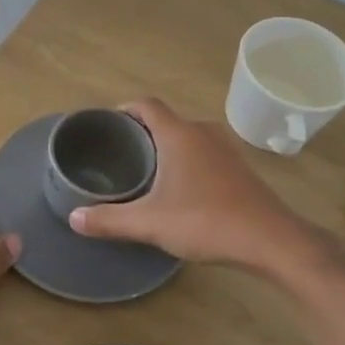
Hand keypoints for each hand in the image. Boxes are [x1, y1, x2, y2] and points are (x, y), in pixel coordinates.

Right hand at [67, 98, 322, 271]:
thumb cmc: (206, 221)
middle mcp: (203, 132)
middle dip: (141, 132)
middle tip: (118, 154)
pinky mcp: (239, 168)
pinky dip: (186, 160)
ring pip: (187, 137)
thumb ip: (109, 220)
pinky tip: (179, 188)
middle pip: (166, 120)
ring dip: (166, 147)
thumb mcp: (150, 223)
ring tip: (144, 170)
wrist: (271, 240)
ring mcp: (225, 149)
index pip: (146, 105)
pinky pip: (203, 152)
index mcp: (179, 134)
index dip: (124, 109)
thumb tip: (73, 217)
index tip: (106, 126)